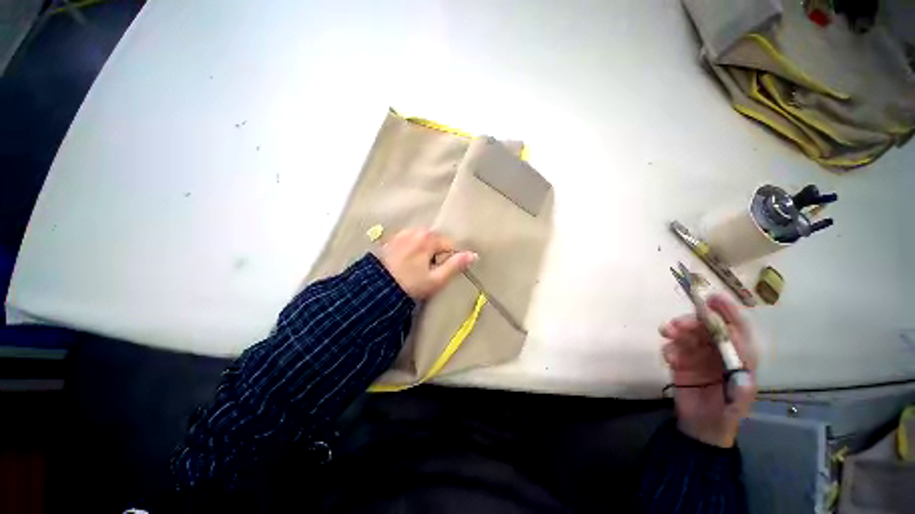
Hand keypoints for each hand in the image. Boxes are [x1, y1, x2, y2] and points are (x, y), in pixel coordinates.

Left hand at [378, 228, 476, 299]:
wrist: (378, 289)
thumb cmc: (410, 284)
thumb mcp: (436, 279)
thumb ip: (455, 265)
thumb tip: (473, 255)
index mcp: (428, 238)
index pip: (449, 245)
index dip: (448, 260)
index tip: (439, 272)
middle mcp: (415, 230)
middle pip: (435, 241)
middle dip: (435, 253)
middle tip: (427, 271)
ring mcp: (402, 233)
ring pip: (422, 241)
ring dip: (423, 251)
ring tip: (415, 267)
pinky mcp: (392, 239)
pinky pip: (410, 241)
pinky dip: (412, 249)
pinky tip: (405, 262)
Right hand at [659, 294, 756, 447]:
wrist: (700, 427)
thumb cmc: (726, 415)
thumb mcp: (737, 406)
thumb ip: (742, 391)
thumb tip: (742, 373)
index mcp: (739, 357)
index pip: (736, 329)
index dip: (727, 312)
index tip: (712, 298)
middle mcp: (718, 351)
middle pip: (706, 327)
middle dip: (691, 321)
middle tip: (677, 324)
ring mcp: (697, 355)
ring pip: (686, 333)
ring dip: (676, 329)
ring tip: (667, 333)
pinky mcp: (680, 360)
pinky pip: (672, 347)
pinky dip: (669, 348)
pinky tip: (669, 358)